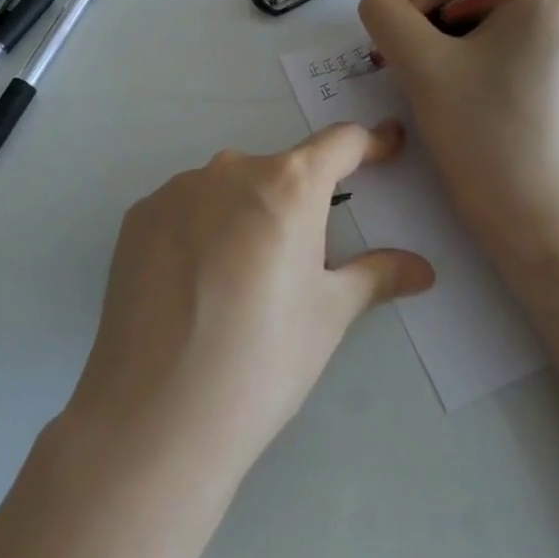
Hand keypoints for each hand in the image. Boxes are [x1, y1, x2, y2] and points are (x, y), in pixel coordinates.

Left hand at [63, 122, 434, 478]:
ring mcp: (175, 190)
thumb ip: (376, 276)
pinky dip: (200, 231)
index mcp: (288, 185)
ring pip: (227, 191)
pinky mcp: (136, 218)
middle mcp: (229, 170)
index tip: (387, 149)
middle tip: (299, 262)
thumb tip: (421, 268)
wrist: (157, 414)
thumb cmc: (262, 360)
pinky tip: (193, 286)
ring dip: (244, 217)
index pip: (340, 143)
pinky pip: (184, 210)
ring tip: (239, 284)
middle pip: (279, 172)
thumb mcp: (328, 316)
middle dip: (298, 204)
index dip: (370, 144)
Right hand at [358, 0, 558, 269]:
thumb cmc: (482, 136)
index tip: (420, 57)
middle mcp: (557, 2)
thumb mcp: (419, 64)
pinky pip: (489, 42)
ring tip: (440, 93)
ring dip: (439, 47)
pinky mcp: (547, 67)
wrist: (532, 219)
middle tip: (423, 78)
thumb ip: (386, 9)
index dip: (420, 1)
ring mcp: (555, 37)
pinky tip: (460, 100)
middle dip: (429, 27)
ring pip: (470, 16)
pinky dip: (460, 62)